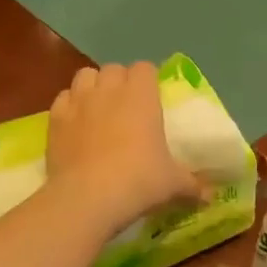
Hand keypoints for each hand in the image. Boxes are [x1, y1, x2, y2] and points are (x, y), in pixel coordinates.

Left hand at [47, 63, 202, 234]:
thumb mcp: (173, 185)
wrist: (88, 198)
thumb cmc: (139, 182)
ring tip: (98, 108)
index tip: (152, 98)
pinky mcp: (54, 119)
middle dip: (120, 81)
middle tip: (127, 106)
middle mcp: (109, 90)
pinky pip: (62, 99)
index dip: (148, 80)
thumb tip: (211, 197)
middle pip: (114, 69)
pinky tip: (75, 125)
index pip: (145, 68)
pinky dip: (69, 106)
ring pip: (85, 76)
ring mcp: (78, 102)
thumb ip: (192, 186)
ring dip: (93, 86)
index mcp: (142, 96)